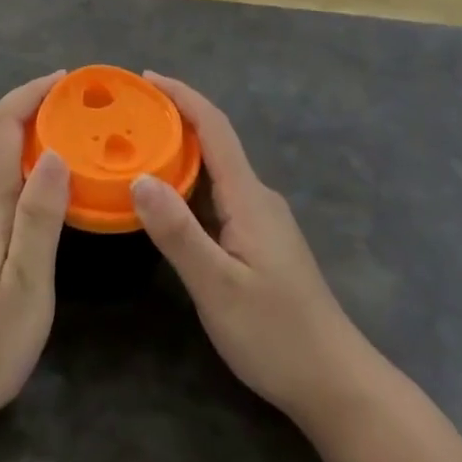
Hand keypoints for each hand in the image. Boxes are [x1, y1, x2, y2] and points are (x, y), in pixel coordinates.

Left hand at [0, 73, 71, 438]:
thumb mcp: (24, 284)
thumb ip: (39, 217)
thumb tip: (56, 151)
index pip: (1, 124)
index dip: (31, 93)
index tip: (67, 80)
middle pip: (0, 139)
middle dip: (40, 114)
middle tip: (89, 115)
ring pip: (1, 167)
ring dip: (37, 146)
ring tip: (82, 150)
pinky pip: (1, 193)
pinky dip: (29, 177)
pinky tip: (52, 200)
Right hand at [130, 75, 381, 429]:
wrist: (336, 382)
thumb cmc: (276, 334)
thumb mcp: (218, 287)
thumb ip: (178, 232)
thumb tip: (139, 177)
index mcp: (249, 197)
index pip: (215, 128)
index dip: (182, 96)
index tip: (145, 78)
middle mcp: (257, 198)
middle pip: (215, 142)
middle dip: (174, 119)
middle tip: (126, 116)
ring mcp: (261, 220)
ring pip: (216, 171)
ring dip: (180, 152)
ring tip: (135, 149)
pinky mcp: (260, 241)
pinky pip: (219, 196)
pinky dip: (189, 184)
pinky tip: (166, 199)